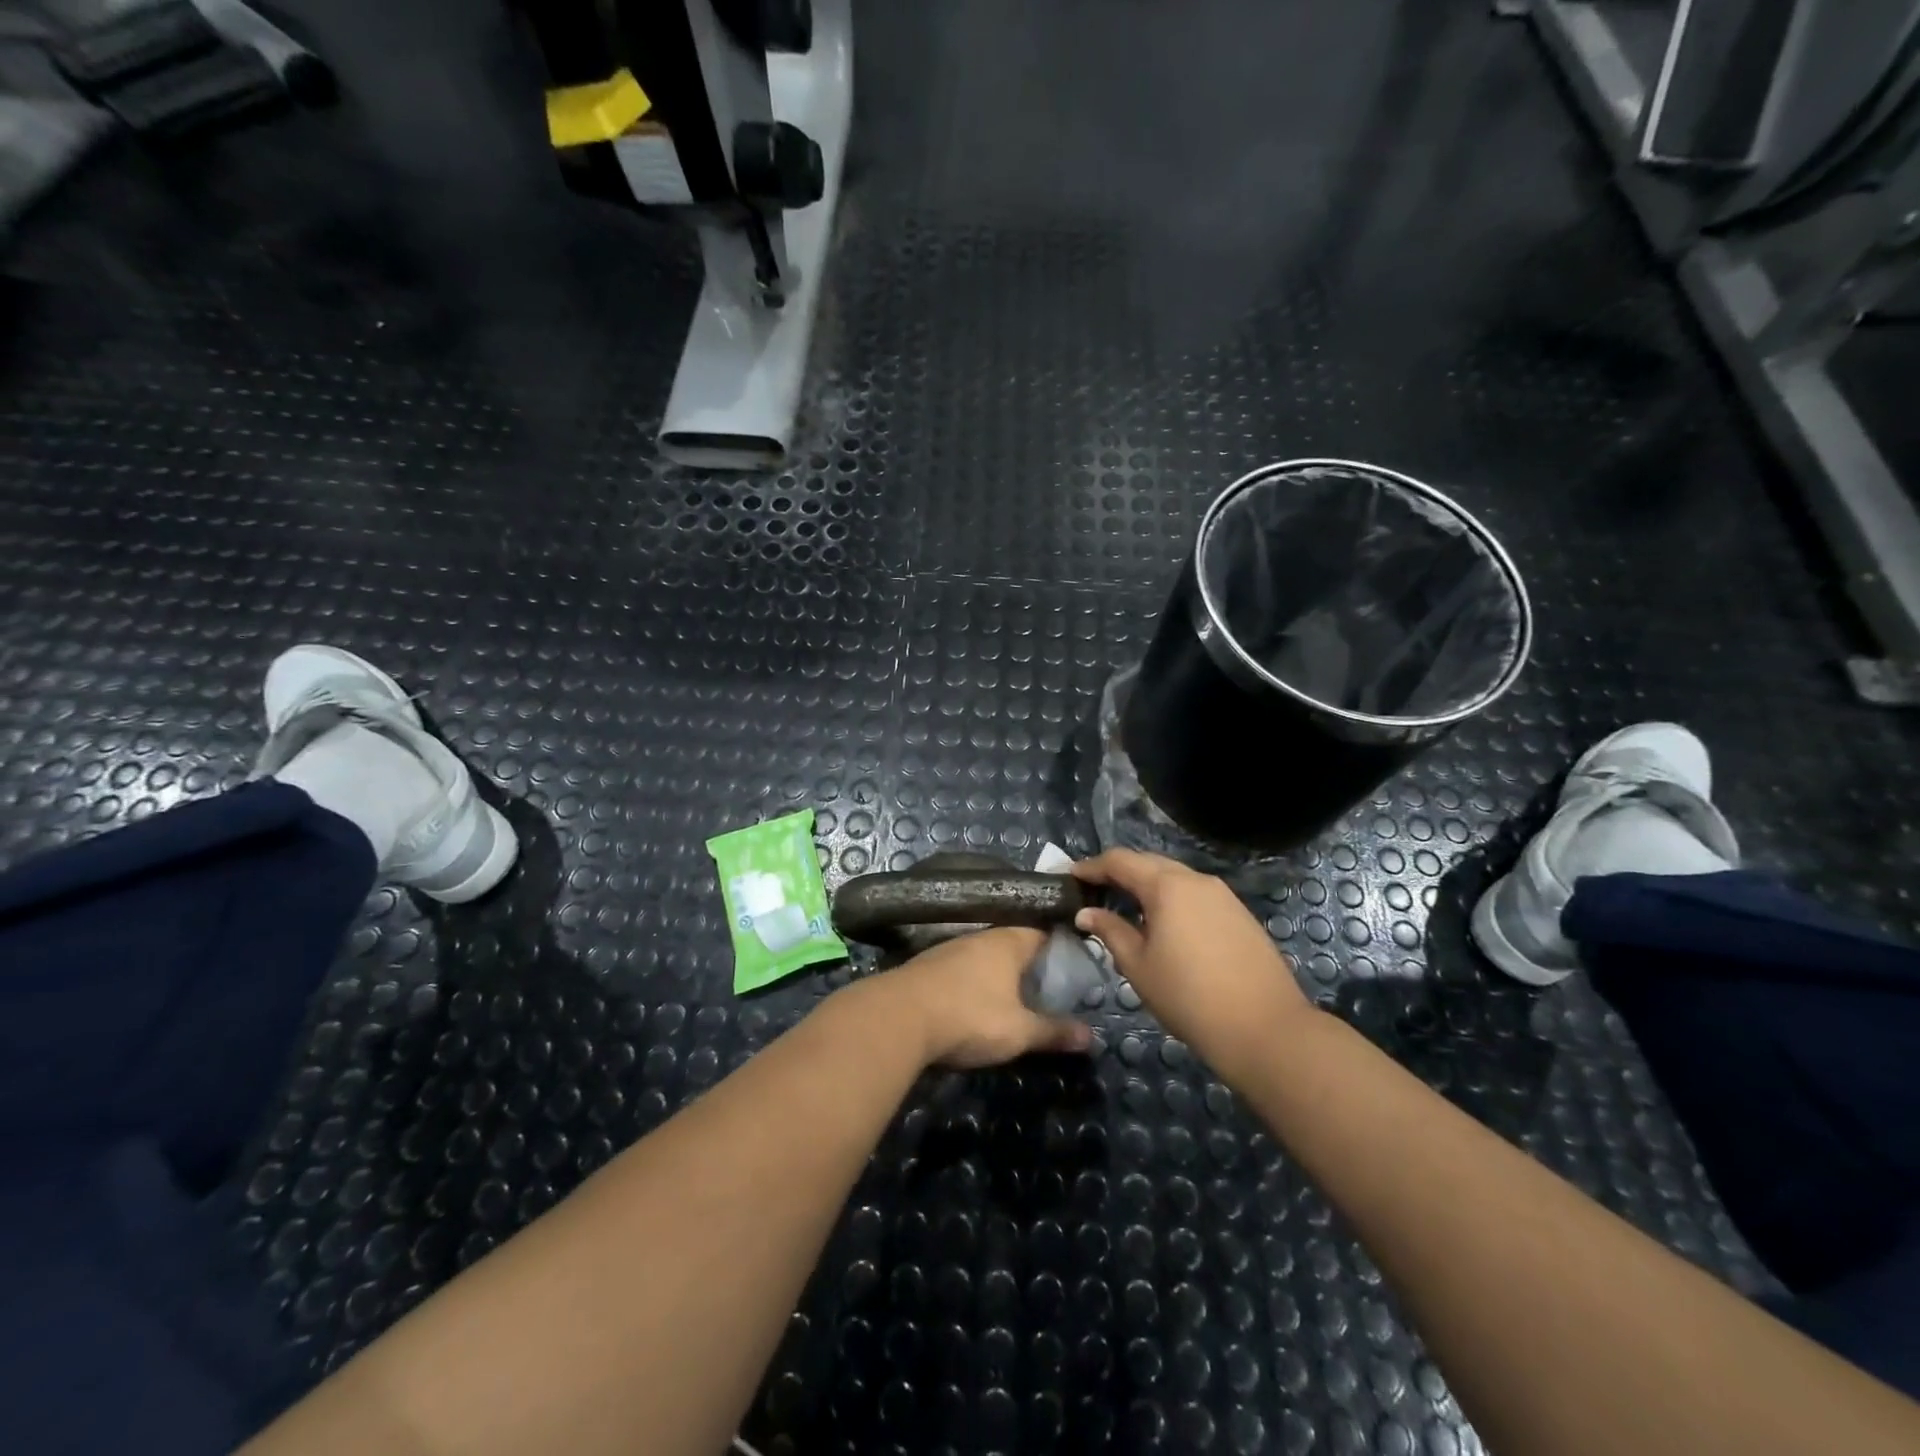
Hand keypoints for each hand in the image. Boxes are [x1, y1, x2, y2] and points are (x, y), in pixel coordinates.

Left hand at [859, 927, 1095, 1069]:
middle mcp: (980, 936)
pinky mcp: (928, 966)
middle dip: (1029, 963)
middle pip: (1013, 943)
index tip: (1074, 967)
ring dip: (999, 973)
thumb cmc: (969, 1017)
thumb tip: (1093, 1036)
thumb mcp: (1019, 1031)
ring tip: (1015, 997)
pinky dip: (974, 982)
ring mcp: (950, 948)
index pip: (1042, 933)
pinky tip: (976, 1002)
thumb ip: (1054, 1031)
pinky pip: (962, 968)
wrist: (898, 1017)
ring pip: (985, 956)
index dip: (1059, 948)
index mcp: (1008, 941)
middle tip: (1048, 988)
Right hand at [1073, 849, 1315, 1074]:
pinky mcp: (1240, 915)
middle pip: (1149, 863)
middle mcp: (1196, 880)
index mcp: (1167, 886)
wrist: (1266, 1029)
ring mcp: (1223, 896)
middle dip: (1119, 873)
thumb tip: (1086, 913)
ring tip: (1126, 909)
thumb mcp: (1138, 966)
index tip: (1070, 876)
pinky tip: (1164, 926)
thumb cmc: (1189, 997)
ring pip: (1175, 879)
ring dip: (1147, 887)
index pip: (1120, 861)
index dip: (1091, 866)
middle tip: (1094, 891)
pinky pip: (1196, 896)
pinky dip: (1172, 901)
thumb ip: (1110, 932)